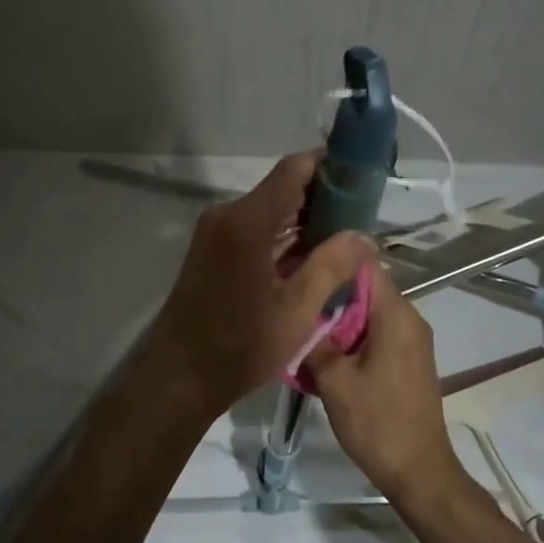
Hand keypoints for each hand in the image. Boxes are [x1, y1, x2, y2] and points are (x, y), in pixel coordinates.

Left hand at [142, 151, 377, 416]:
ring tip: (345, 237)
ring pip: (269, 210)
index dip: (330, 165)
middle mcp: (227, 215)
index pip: (294, 169)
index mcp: (247, 221)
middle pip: (282, 187)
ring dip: (303, 219)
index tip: (364, 177)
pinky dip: (282, 236)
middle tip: (363, 216)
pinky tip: (311, 256)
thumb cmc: (240, 346)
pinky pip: (254, 228)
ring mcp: (215, 232)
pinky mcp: (211, 249)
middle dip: (323, 197)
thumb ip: (332, 265)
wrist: (179, 377)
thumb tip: (364, 236)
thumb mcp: (296, 311)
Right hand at [310, 261, 459, 501]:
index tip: (302, 264)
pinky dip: (353, 336)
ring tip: (303, 323)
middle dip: (331, 291)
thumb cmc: (376, 421)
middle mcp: (410, 319)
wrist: (418, 471)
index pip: (366, 265)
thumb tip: (300, 313)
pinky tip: (326, 350)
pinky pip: (378, 333)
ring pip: (370, 312)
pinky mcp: (410, 360)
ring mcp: (413, 340)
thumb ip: (316, 339)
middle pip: (367, 288)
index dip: (334, 260)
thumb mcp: (334, 379)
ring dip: (340, 317)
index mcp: (396, 314)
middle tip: (294, 296)